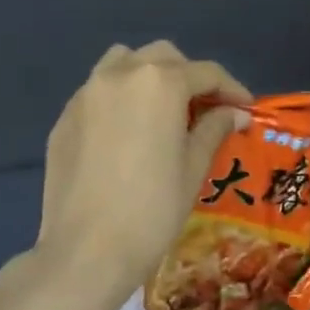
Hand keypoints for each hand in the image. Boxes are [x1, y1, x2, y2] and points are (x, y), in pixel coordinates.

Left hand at [32, 41, 250, 309]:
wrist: (86, 250)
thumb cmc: (152, 209)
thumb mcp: (193, 168)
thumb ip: (213, 129)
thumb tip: (234, 113)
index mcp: (160, 83)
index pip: (206, 72)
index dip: (231, 89)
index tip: (245, 109)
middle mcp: (120, 74)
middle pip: (164, 58)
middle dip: (189, 77)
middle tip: (204, 110)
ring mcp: (86, 94)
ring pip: (124, 63)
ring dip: (149, 76)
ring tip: (163, 111)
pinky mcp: (64, 118)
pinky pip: (98, 92)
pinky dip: (120, 98)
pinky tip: (127, 133)